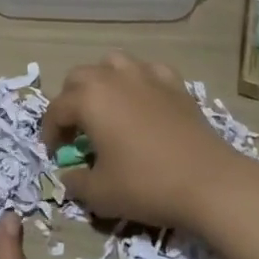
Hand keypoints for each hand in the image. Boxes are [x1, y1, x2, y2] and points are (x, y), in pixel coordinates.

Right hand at [42, 51, 251, 230]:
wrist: (209, 182)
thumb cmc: (147, 185)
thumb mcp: (100, 194)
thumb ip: (76, 183)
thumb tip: (69, 176)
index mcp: (89, 99)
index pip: (56, 109)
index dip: (50, 132)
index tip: (55, 154)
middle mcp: (113, 77)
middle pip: (79, 77)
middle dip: (71, 101)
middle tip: (76, 130)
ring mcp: (146, 75)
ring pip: (112, 63)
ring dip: (102, 81)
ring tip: (106, 107)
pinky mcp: (174, 83)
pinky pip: (147, 71)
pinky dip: (139, 81)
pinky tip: (143, 100)